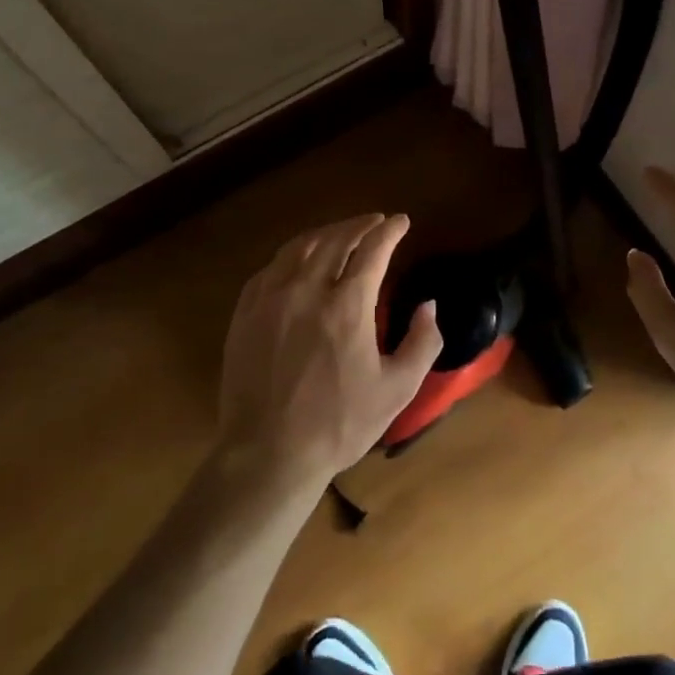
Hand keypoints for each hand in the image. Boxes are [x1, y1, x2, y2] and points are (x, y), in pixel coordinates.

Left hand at [214, 213, 442, 490]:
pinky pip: (271, 268)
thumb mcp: (397, 389)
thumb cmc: (338, 424)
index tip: (401, 221)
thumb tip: (428, 306)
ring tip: (341, 233)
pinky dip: (293, 255)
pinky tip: (299, 261)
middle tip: (375, 222)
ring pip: (300, 247)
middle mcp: (307, 289)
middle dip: (360, 225)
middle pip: (336, 239)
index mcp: (347, 305)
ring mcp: (271, 298)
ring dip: (326, 233)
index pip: (372, 250)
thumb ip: (422, 342)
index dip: (389, 230)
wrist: (267, 453)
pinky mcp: (246, 312)